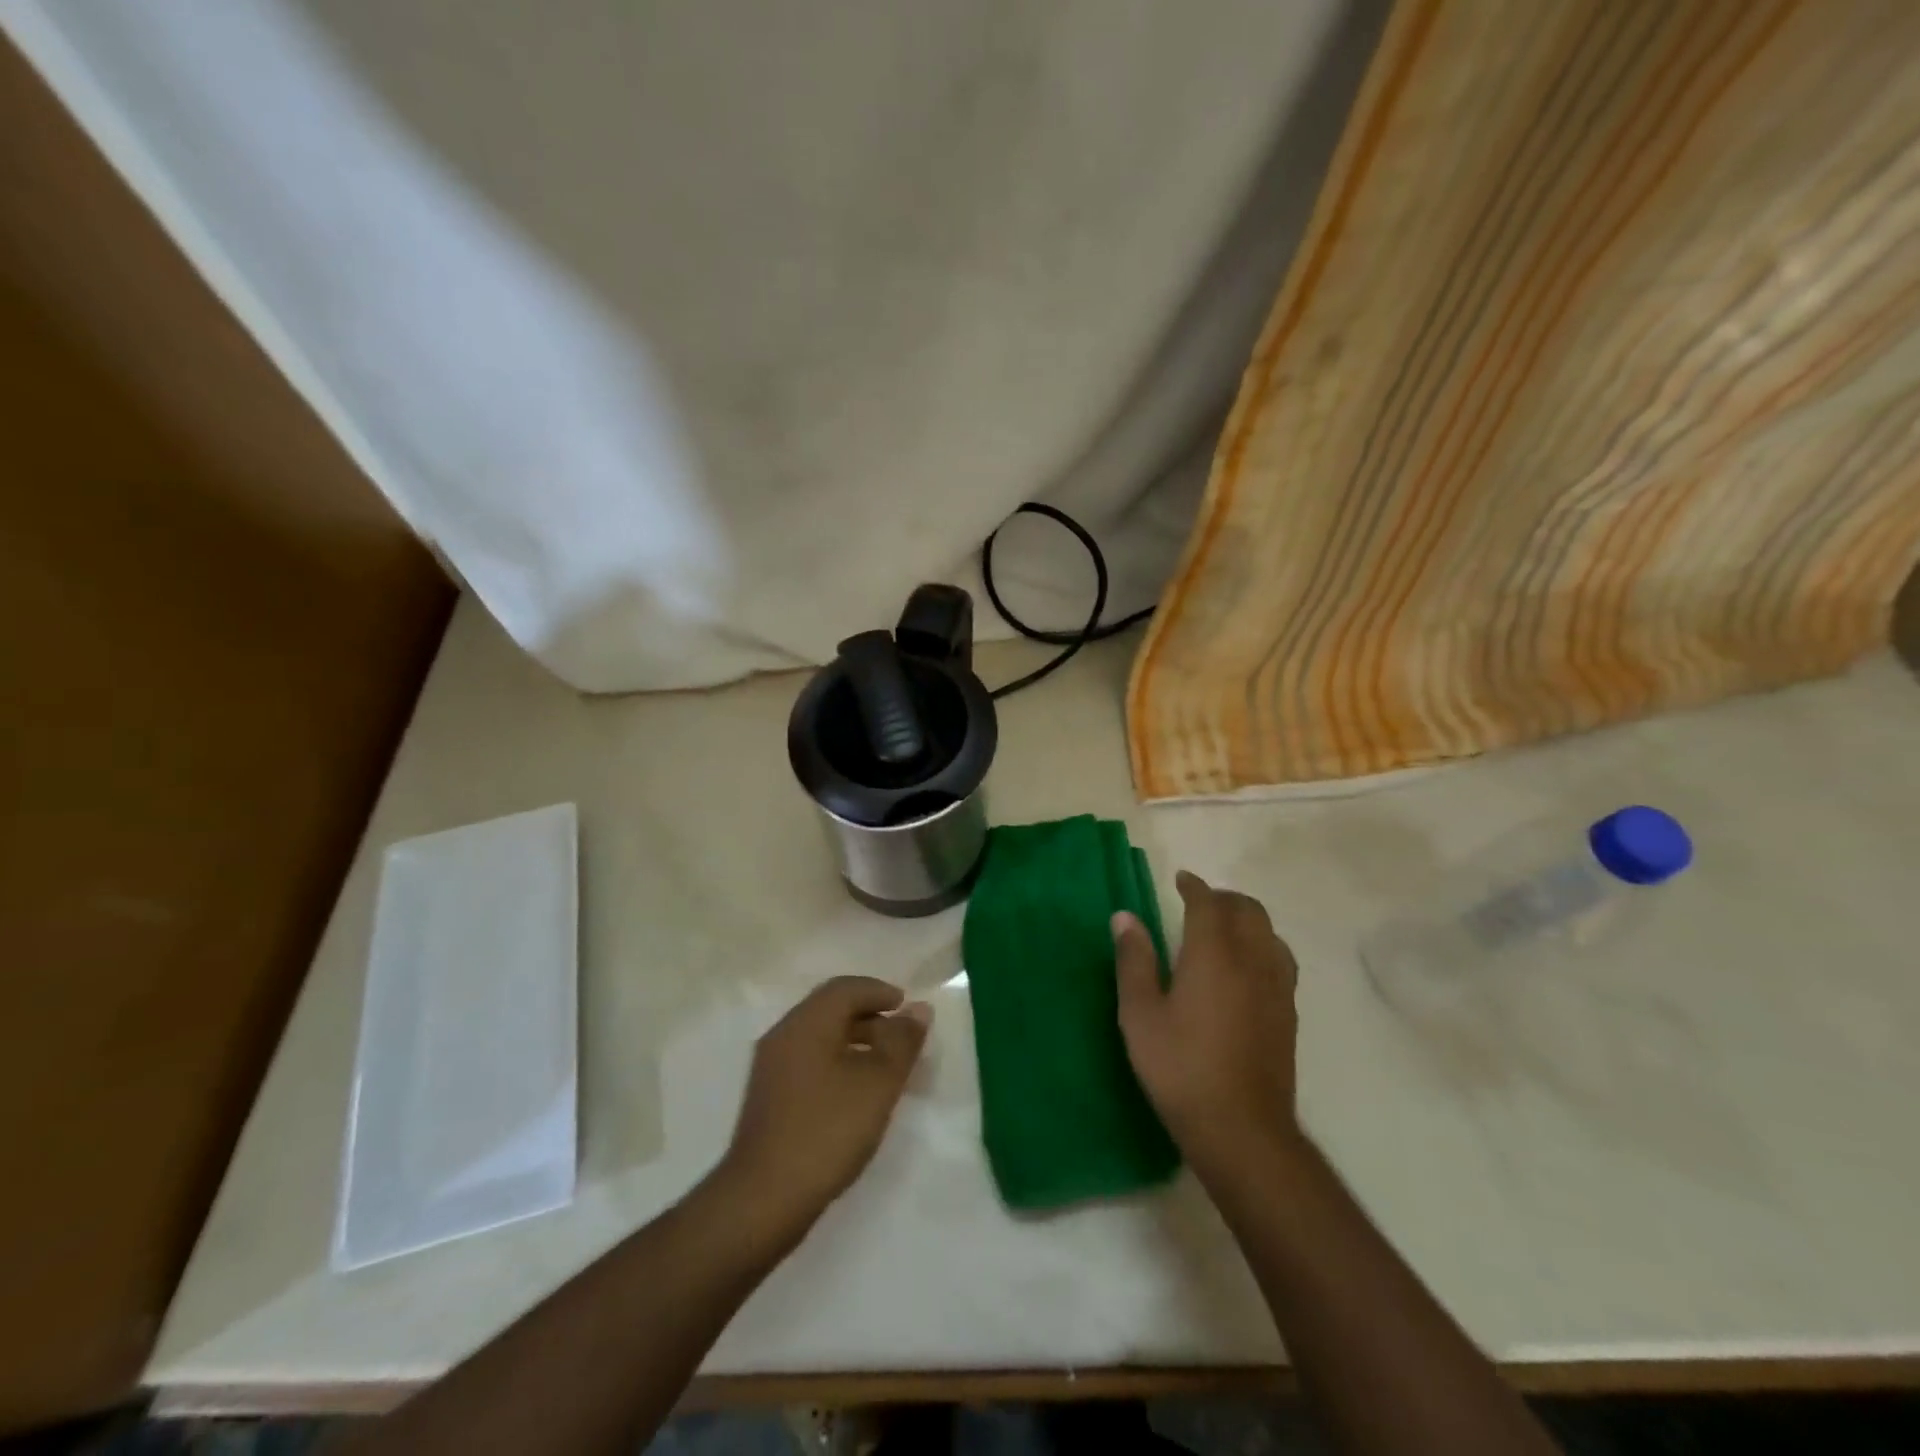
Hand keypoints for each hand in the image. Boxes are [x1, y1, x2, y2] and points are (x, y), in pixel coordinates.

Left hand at [717, 976, 930, 1245]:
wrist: (763, 1199)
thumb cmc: (826, 1131)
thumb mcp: (877, 1084)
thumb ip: (902, 1042)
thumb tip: (918, 1009)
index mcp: (806, 1023)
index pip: (845, 988)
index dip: (879, 991)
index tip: (907, 1008)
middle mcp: (784, 1035)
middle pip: (831, 1009)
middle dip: (870, 1016)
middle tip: (902, 1037)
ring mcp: (772, 1067)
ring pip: (820, 1036)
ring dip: (856, 1040)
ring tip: (886, 1067)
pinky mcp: (769, 1097)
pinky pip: (810, 1060)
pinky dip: (838, 1061)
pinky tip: (856, 1092)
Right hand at [1114, 871, 1301, 1182]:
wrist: (1242, 1128)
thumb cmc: (1180, 1067)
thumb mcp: (1140, 1014)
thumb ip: (1134, 960)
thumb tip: (1125, 917)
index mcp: (1213, 954)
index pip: (1207, 903)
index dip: (1194, 886)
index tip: (1180, 879)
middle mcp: (1251, 959)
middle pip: (1246, 910)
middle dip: (1223, 898)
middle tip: (1198, 903)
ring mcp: (1276, 986)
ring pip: (1269, 931)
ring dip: (1246, 918)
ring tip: (1223, 929)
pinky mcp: (1288, 1012)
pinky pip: (1280, 958)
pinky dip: (1262, 944)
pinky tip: (1246, 966)